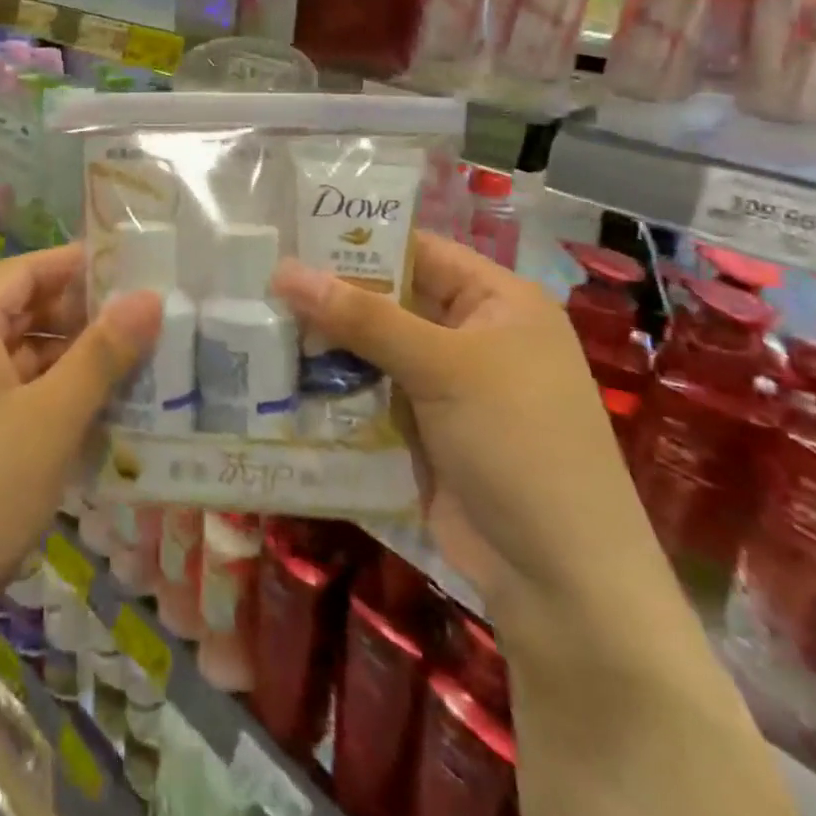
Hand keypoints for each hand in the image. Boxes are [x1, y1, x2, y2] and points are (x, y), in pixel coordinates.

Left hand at [0, 244, 161, 650]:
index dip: (77, 265)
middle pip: (19, 311)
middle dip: (80, 316)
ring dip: (66, 360)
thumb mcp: (52, 419)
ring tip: (130, 368)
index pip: (25, 271)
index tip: (132, 269)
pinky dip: (44, 395)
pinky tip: (88, 416)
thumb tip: (149, 296)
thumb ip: (103, 353)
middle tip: (144, 323)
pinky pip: (3, 392)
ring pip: (14, 355)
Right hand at [273, 230, 652, 616]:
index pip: (416, 250)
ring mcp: (446, 384)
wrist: (560, 582)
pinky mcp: (422, 427)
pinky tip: (280, 372)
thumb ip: (363, 316)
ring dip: (325, 340)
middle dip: (330, 294)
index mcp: (497, 301)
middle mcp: (472, 334)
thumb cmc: (518, 444)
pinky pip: (369, 389)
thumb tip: (284, 270)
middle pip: (389, 298)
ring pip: (372, 346)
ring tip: (255, 320)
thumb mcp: (442, 368)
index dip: (356, 239)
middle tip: (258, 279)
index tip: (289, 233)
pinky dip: (333, 383)